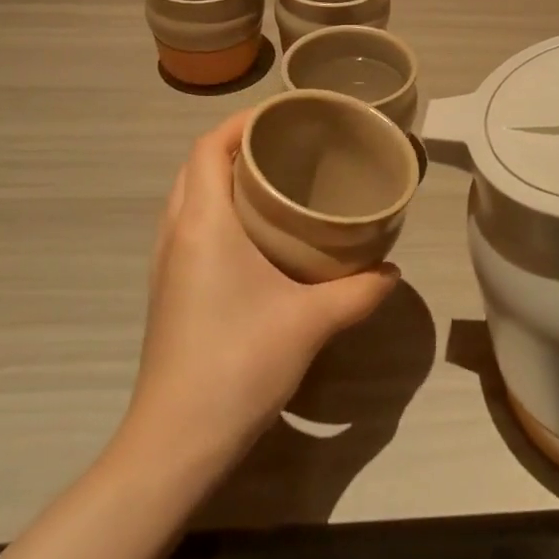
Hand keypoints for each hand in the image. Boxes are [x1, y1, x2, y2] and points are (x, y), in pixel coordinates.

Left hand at [122, 109, 398, 475]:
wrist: (176, 442)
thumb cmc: (239, 363)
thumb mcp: (311, 322)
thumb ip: (358, 292)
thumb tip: (393, 271)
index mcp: (203, 222)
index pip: (209, 145)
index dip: (241, 121)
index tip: (284, 116)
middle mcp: (176, 232)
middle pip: (197, 164)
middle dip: (237, 145)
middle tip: (287, 146)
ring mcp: (166, 263)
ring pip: (188, 195)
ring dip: (223, 177)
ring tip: (274, 181)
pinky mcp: (168, 289)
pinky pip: (188, 225)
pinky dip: (215, 208)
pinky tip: (255, 234)